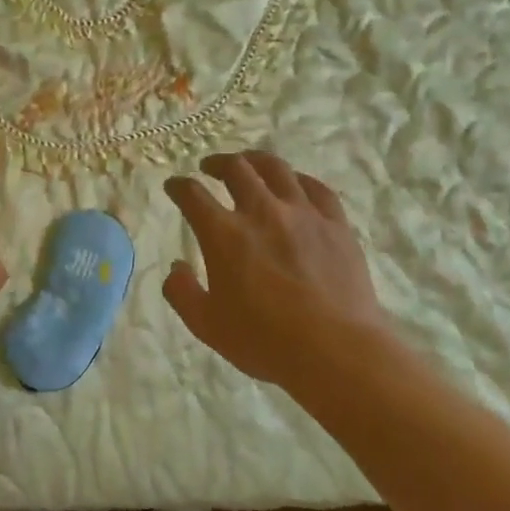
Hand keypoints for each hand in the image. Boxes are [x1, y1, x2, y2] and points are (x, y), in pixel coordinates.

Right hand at [164, 151, 396, 397]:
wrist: (335, 350)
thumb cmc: (264, 341)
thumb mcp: (206, 325)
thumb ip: (182, 293)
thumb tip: (176, 267)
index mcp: (223, 234)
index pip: (192, 194)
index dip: (179, 186)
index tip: (174, 187)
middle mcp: (261, 211)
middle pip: (236, 168)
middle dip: (217, 163)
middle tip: (210, 167)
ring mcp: (302, 213)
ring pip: (276, 169)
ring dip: (256, 160)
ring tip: (250, 163)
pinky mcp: (335, 224)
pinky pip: (317, 188)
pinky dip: (300, 180)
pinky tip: (296, 184)